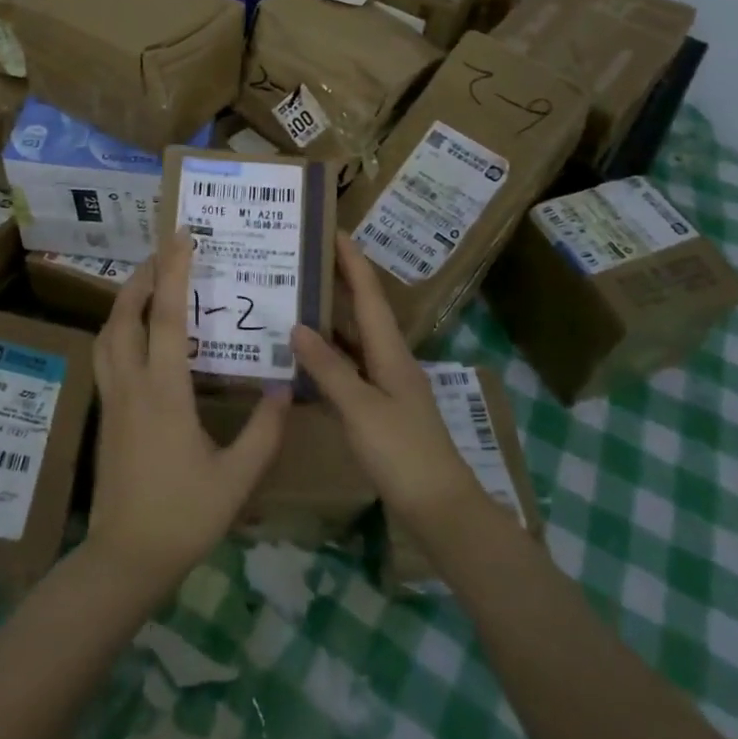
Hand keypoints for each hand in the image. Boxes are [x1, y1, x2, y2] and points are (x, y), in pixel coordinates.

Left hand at [84, 230, 290, 602]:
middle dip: (142, 277)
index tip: (182, 237)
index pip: (167, 317)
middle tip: (164, 252)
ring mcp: (112, 399)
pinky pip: (106, 355)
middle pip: (125, 315)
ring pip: (107, 334)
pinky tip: (137, 336)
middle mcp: (131, 385)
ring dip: (125, 301)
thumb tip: (283, 388)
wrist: (124, 559)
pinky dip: (119, 329)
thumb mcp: (236, 478)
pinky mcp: (105, 414)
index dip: (174, 272)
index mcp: (164, 392)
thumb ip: (264, 432)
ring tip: (148, 284)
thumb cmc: (183, 516)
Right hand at [293, 235, 509, 536]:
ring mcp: (388, 385)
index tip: (334, 231)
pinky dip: (330, 357)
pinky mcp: (382, 409)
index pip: (369, 295)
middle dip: (340, 282)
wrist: (440, 507)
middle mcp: (391, 360)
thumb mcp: (360, 409)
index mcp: (391, 352)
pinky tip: (307, 359)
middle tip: (307, 260)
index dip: (353, 262)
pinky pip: (351, 369)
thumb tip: (297, 326)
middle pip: (364, 312)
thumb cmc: (402, 453)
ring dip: (332, 319)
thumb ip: (328, 368)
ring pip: (356, 341)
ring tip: (298, 300)